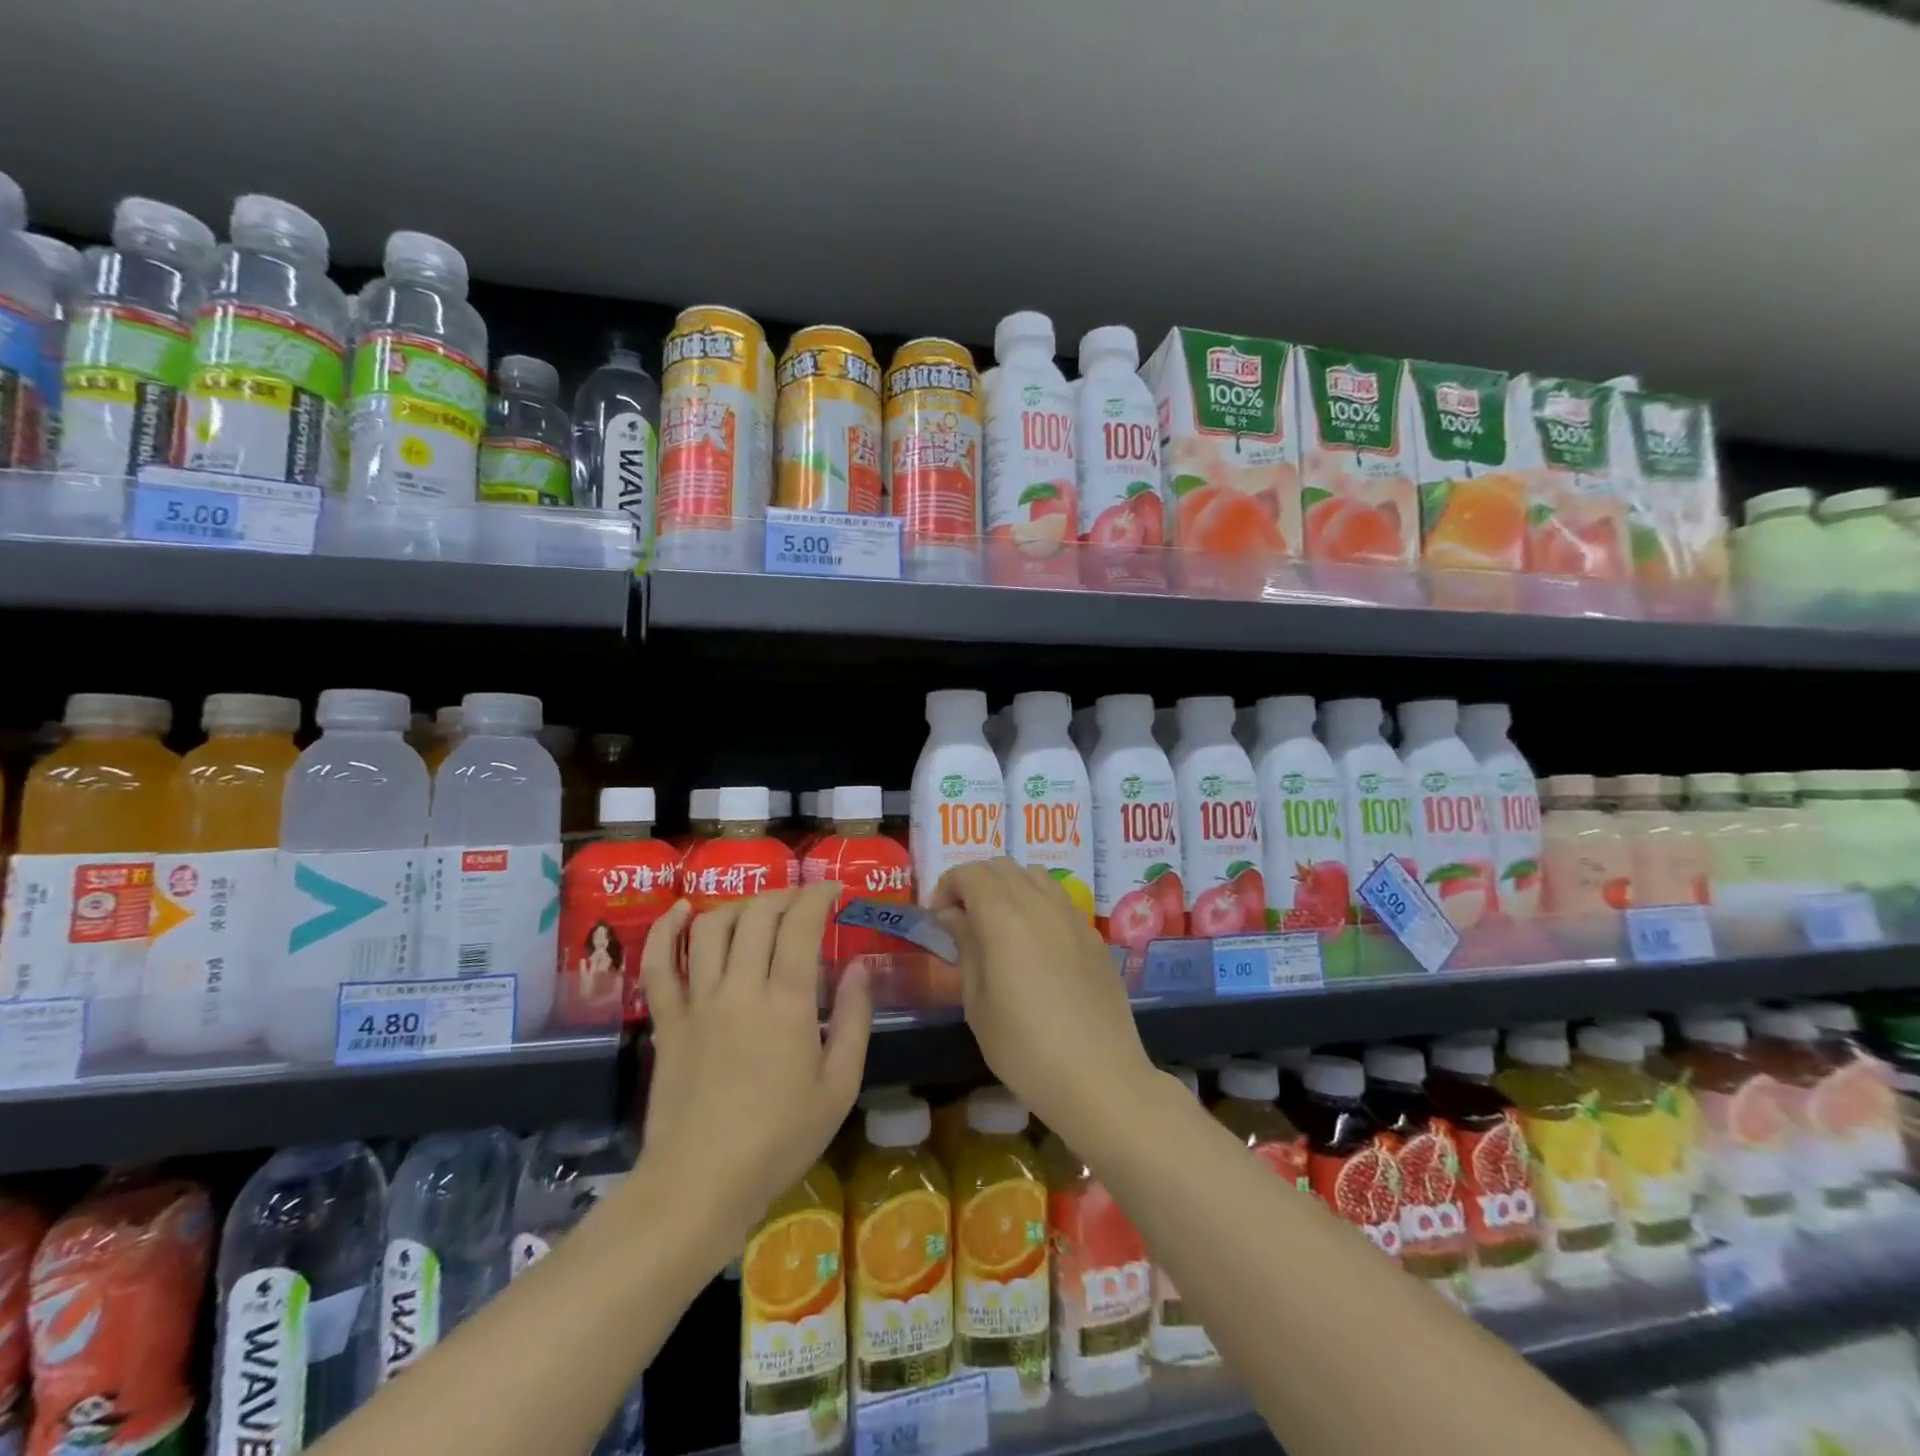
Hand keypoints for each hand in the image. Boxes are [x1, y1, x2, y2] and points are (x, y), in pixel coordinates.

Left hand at [638, 883, 871, 1256]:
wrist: (700, 1185)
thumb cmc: (780, 1140)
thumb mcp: (839, 1087)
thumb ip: (855, 1020)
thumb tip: (860, 968)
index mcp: (787, 1002)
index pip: (800, 924)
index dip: (818, 896)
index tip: (834, 891)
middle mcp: (740, 988)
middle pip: (757, 915)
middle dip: (784, 895)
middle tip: (802, 902)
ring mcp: (697, 1001)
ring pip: (710, 928)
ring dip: (738, 906)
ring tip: (758, 910)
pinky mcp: (667, 1020)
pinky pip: (658, 964)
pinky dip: (666, 929)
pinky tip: (680, 910)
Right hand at [933, 859, 1157, 1142]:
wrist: (1099, 1077)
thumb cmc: (1024, 1047)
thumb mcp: (977, 1002)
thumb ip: (966, 947)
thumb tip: (954, 915)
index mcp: (1003, 914)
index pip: (970, 873)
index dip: (947, 887)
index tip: (938, 917)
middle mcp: (1039, 902)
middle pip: (1002, 866)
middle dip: (975, 882)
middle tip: (963, 918)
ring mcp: (1072, 916)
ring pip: (1035, 876)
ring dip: (1009, 887)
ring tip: (999, 925)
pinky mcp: (1093, 935)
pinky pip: (1059, 900)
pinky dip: (1037, 904)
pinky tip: (1035, 945)